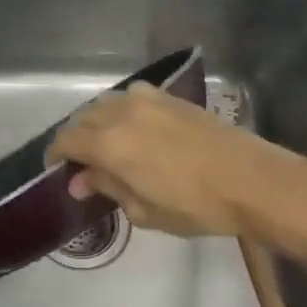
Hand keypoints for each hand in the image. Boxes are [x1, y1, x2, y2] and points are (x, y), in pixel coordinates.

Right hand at [46, 82, 306, 237]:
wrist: (251, 180)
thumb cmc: (194, 206)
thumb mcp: (143, 210)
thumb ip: (107, 188)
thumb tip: (81, 181)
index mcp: (109, 144)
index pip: (66, 141)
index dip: (55, 157)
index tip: (58, 172)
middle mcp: (122, 113)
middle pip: (83, 118)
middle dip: (76, 140)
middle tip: (84, 166)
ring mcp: (148, 100)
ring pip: (106, 103)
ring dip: (98, 122)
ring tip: (107, 146)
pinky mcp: (172, 98)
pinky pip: (133, 96)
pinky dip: (123, 110)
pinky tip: (135, 129)